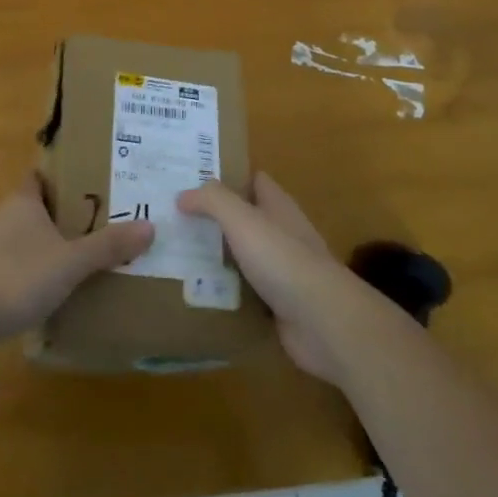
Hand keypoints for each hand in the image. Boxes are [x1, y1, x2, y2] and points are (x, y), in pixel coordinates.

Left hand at [0, 173, 153, 350]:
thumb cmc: (17, 276)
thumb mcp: (70, 262)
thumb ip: (108, 246)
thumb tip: (150, 226)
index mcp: (22, 200)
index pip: (40, 176)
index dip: (62, 177)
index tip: (89, 184)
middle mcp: (0, 215)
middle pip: (33, 207)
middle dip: (59, 215)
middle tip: (94, 225)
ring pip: (19, 237)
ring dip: (41, 246)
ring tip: (74, 261)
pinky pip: (7, 264)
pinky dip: (25, 272)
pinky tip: (42, 292)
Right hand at [178, 173, 373, 383]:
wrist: (323, 322)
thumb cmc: (282, 259)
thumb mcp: (242, 219)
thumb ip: (212, 201)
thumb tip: (182, 195)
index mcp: (278, 205)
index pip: (252, 179)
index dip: (226, 175)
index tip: (192, 178)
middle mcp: (282, 232)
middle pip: (244, 217)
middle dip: (214, 218)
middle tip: (174, 219)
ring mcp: (282, 270)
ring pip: (243, 255)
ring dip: (217, 256)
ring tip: (176, 255)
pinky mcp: (278, 304)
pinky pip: (245, 291)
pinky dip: (225, 292)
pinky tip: (198, 293)